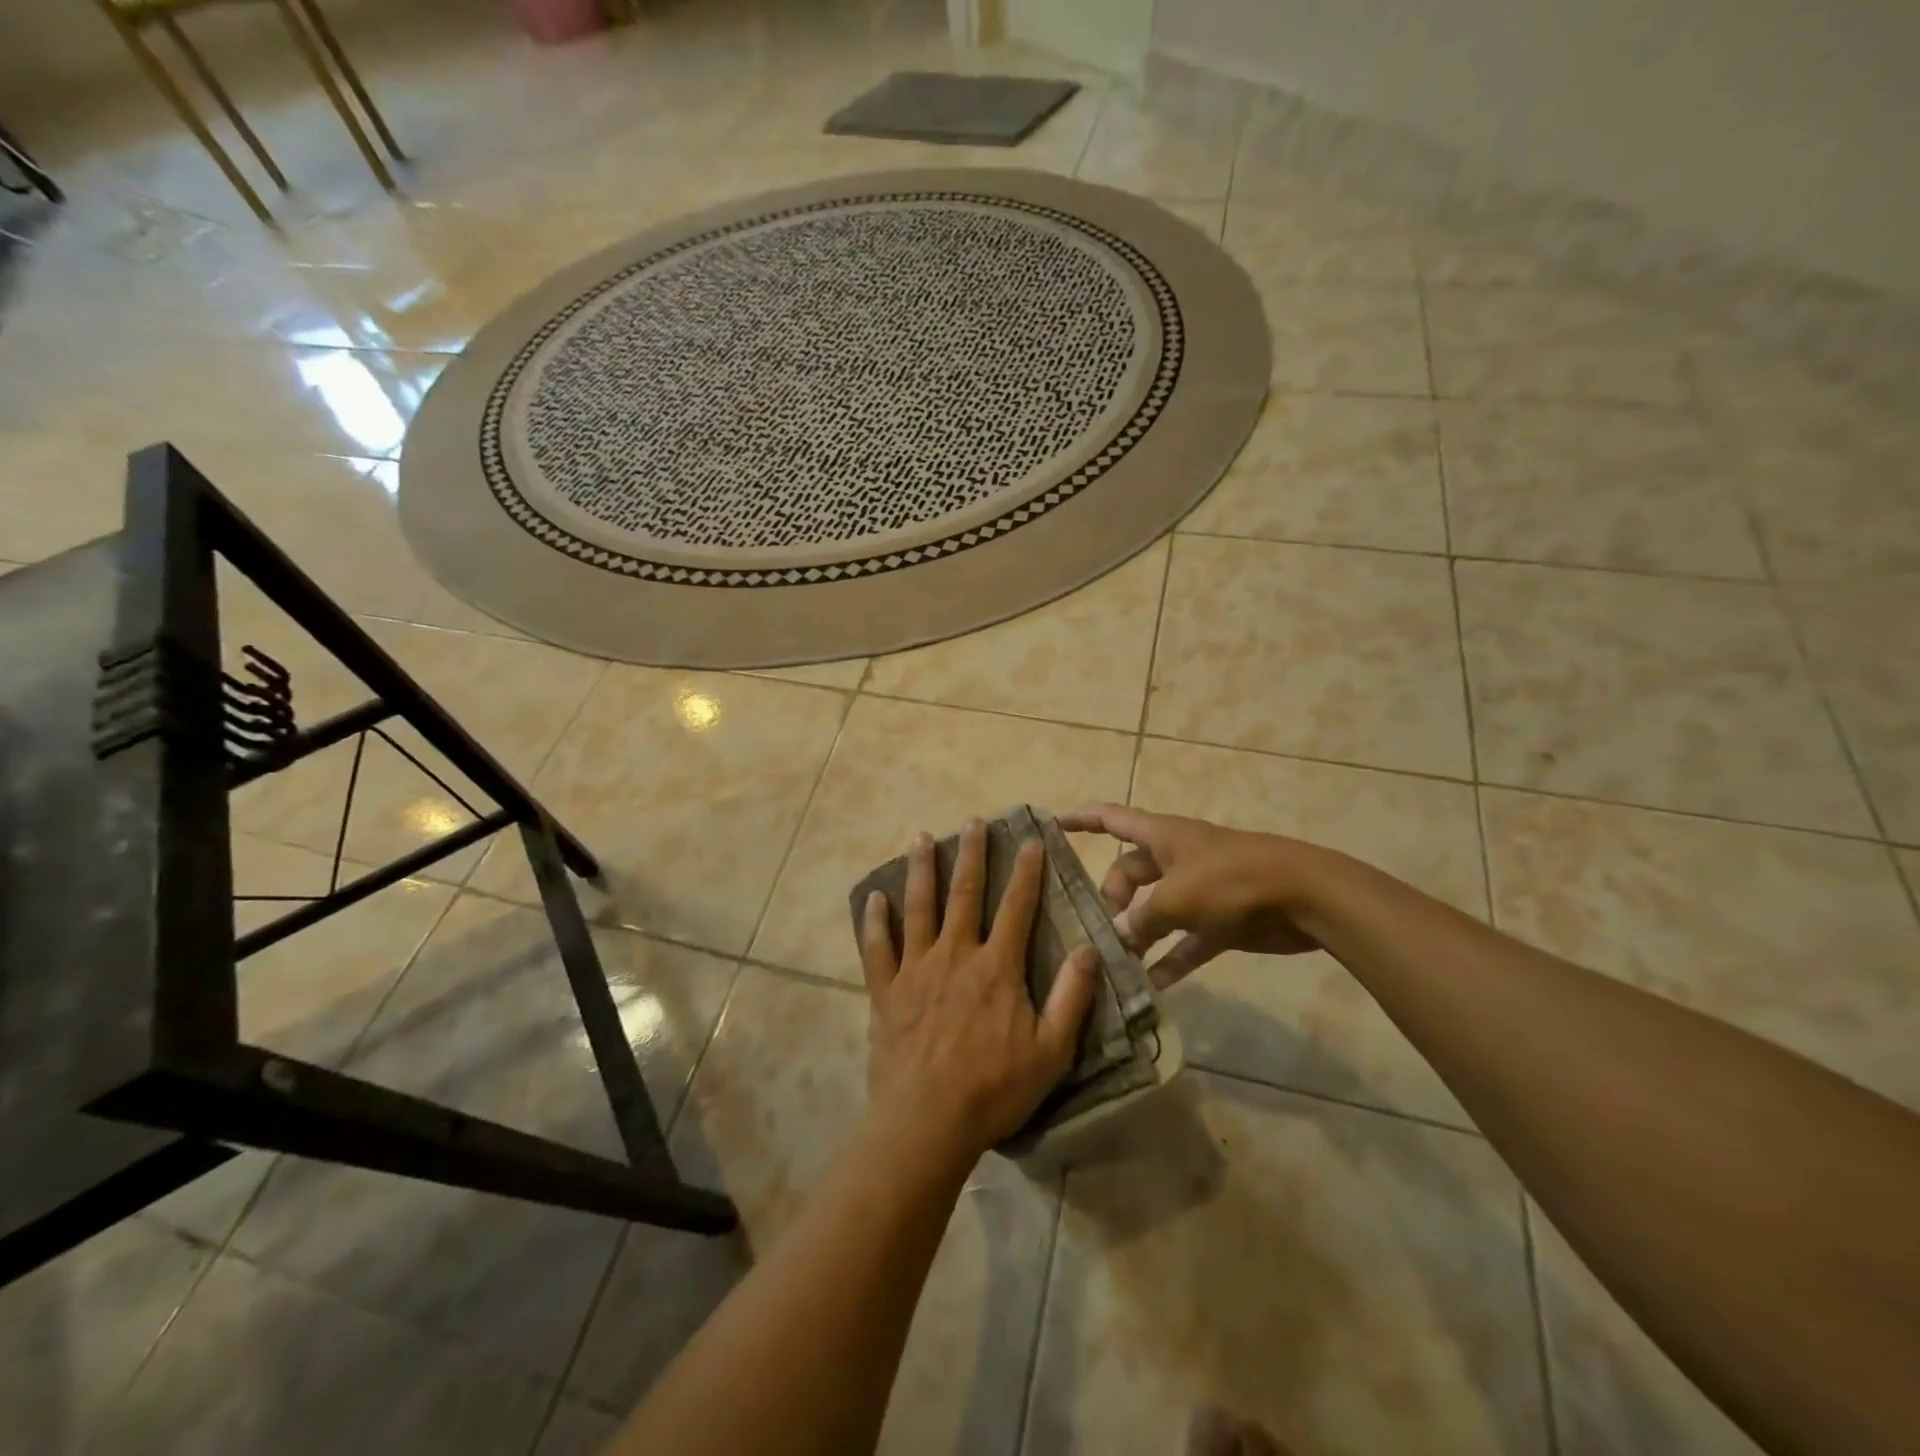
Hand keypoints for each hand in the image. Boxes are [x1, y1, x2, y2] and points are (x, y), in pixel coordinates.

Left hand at [861, 820, 1098, 1159]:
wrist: (926, 1122)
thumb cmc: (993, 1089)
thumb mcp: (1050, 1051)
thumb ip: (1071, 998)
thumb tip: (1088, 949)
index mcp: (996, 968)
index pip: (1017, 908)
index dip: (1026, 872)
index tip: (1030, 840)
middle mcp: (955, 955)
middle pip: (964, 894)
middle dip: (971, 855)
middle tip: (973, 821)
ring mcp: (915, 970)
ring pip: (919, 908)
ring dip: (921, 871)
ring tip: (922, 838)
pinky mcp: (886, 991)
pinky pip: (877, 948)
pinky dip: (875, 921)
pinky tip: (874, 898)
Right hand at [1056, 803, 1321, 986]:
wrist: (1304, 895)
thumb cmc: (1232, 879)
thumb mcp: (1176, 897)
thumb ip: (1141, 919)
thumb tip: (1117, 937)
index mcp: (1162, 836)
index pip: (1111, 819)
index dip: (1080, 820)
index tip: (1050, 826)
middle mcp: (1176, 859)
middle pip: (1129, 873)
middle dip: (1111, 898)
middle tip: (1100, 931)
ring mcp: (1199, 890)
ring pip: (1155, 910)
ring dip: (1138, 934)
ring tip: (1116, 963)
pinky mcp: (1221, 921)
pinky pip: (1186, 941)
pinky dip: (1171, 959)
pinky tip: (1153, 985)